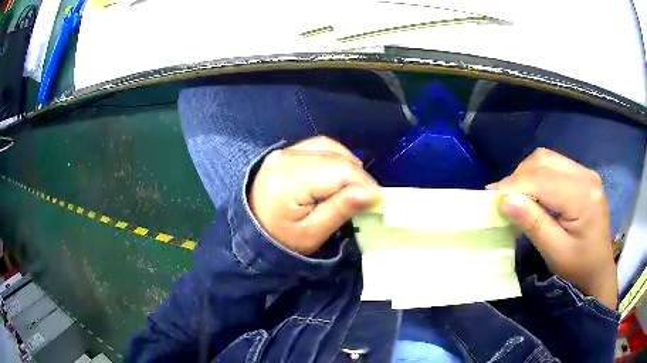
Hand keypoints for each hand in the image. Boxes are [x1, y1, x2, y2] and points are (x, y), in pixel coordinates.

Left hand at [249, 137, 378, 255]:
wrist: (250, 233)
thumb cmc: (281, 240)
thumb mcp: (312, 233)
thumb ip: (341, 209)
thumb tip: (372, 192)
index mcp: (289, 181)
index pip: (340, 171)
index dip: (364, 183)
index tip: (378, 200)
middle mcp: (285, 158)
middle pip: (335, 157)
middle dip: (359, 176)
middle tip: (369, 197)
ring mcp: (283, 152)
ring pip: (329, 147)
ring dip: (349, 164)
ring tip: (357, 186)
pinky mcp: (285, 152)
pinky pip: (317, 146)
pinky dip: (335, 157)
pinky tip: (340, 173)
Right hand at [488, 148, 617, 309]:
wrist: (599, 270)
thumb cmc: (579, 268)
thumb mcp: (555, 253)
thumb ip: (533, 224)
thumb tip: (505, 200)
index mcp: (583, 196)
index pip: (542, 179)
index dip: (514, 185)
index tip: (489, 197)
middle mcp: (586, 175)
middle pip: (544, 161)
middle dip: (518, 177)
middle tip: (501, 198)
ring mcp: (586, 173)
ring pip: (547, 159)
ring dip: (526, 173)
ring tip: (515, 195)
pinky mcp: (583, 176)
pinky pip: (554, 165)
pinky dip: (537, 175)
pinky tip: (532, 192)